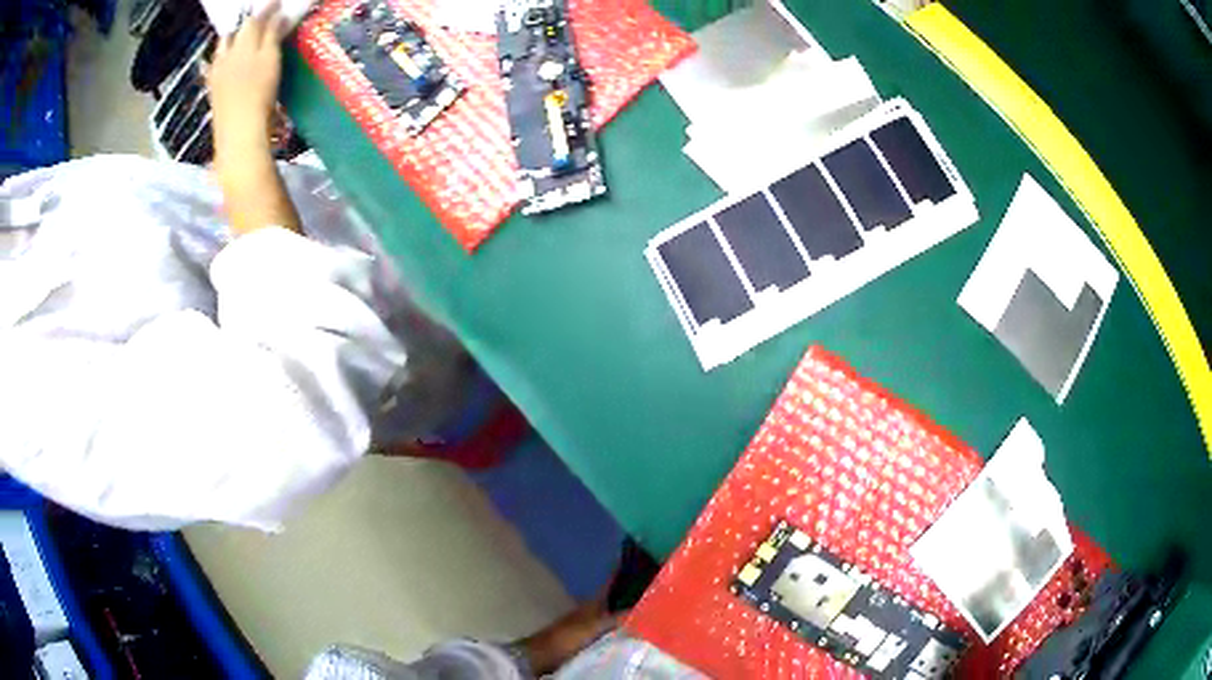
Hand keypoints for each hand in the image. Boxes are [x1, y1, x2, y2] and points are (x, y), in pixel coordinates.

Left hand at [207, 3, 287, 163]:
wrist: (239, 132)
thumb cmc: (260, 94)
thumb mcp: (271, 60)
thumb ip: (273, 36)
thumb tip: (278, 16)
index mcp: (244, 44)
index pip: (255, 20)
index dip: (267, 10)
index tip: (278, 4)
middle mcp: (228, 55)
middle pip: (235, 33)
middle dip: (245, 24)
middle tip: (256, 20)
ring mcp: (218, 74)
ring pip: (222, 49)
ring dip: (231, 40)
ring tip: (238, 38)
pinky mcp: (214, 92)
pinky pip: (215, 67)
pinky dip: (220, 59)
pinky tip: (222, 62)